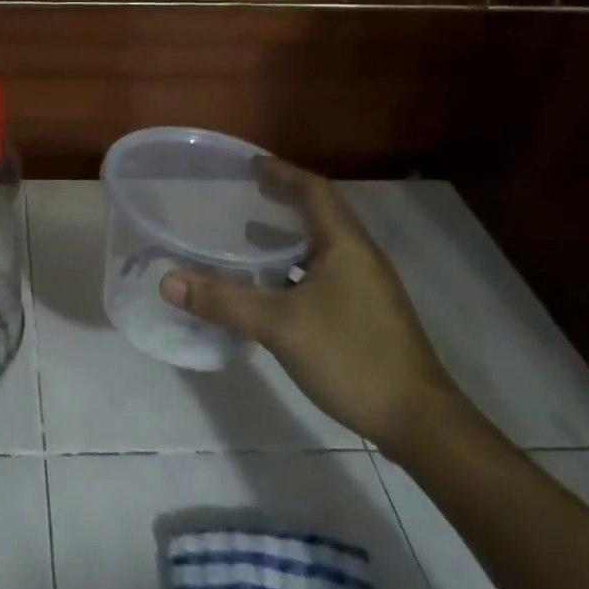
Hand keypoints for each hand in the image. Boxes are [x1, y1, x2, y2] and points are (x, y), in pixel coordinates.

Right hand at [160, 158, 456, 450]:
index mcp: (345, 245)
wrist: (419, 423)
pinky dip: (293, 269)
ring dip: (286, 237)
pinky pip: (323, 274)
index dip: (280, 172)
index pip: (313, 190)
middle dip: (281, 200)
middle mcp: (359, 257)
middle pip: (318, 213)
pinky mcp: (365, 315)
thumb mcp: (279, 326)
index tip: (248, 164)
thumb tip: (168, 281)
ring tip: (246, 236)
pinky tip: (270, 289)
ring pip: (320, 247)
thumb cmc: (351, 358)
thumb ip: (223, 301)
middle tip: (242, 193)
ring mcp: (366, 288)